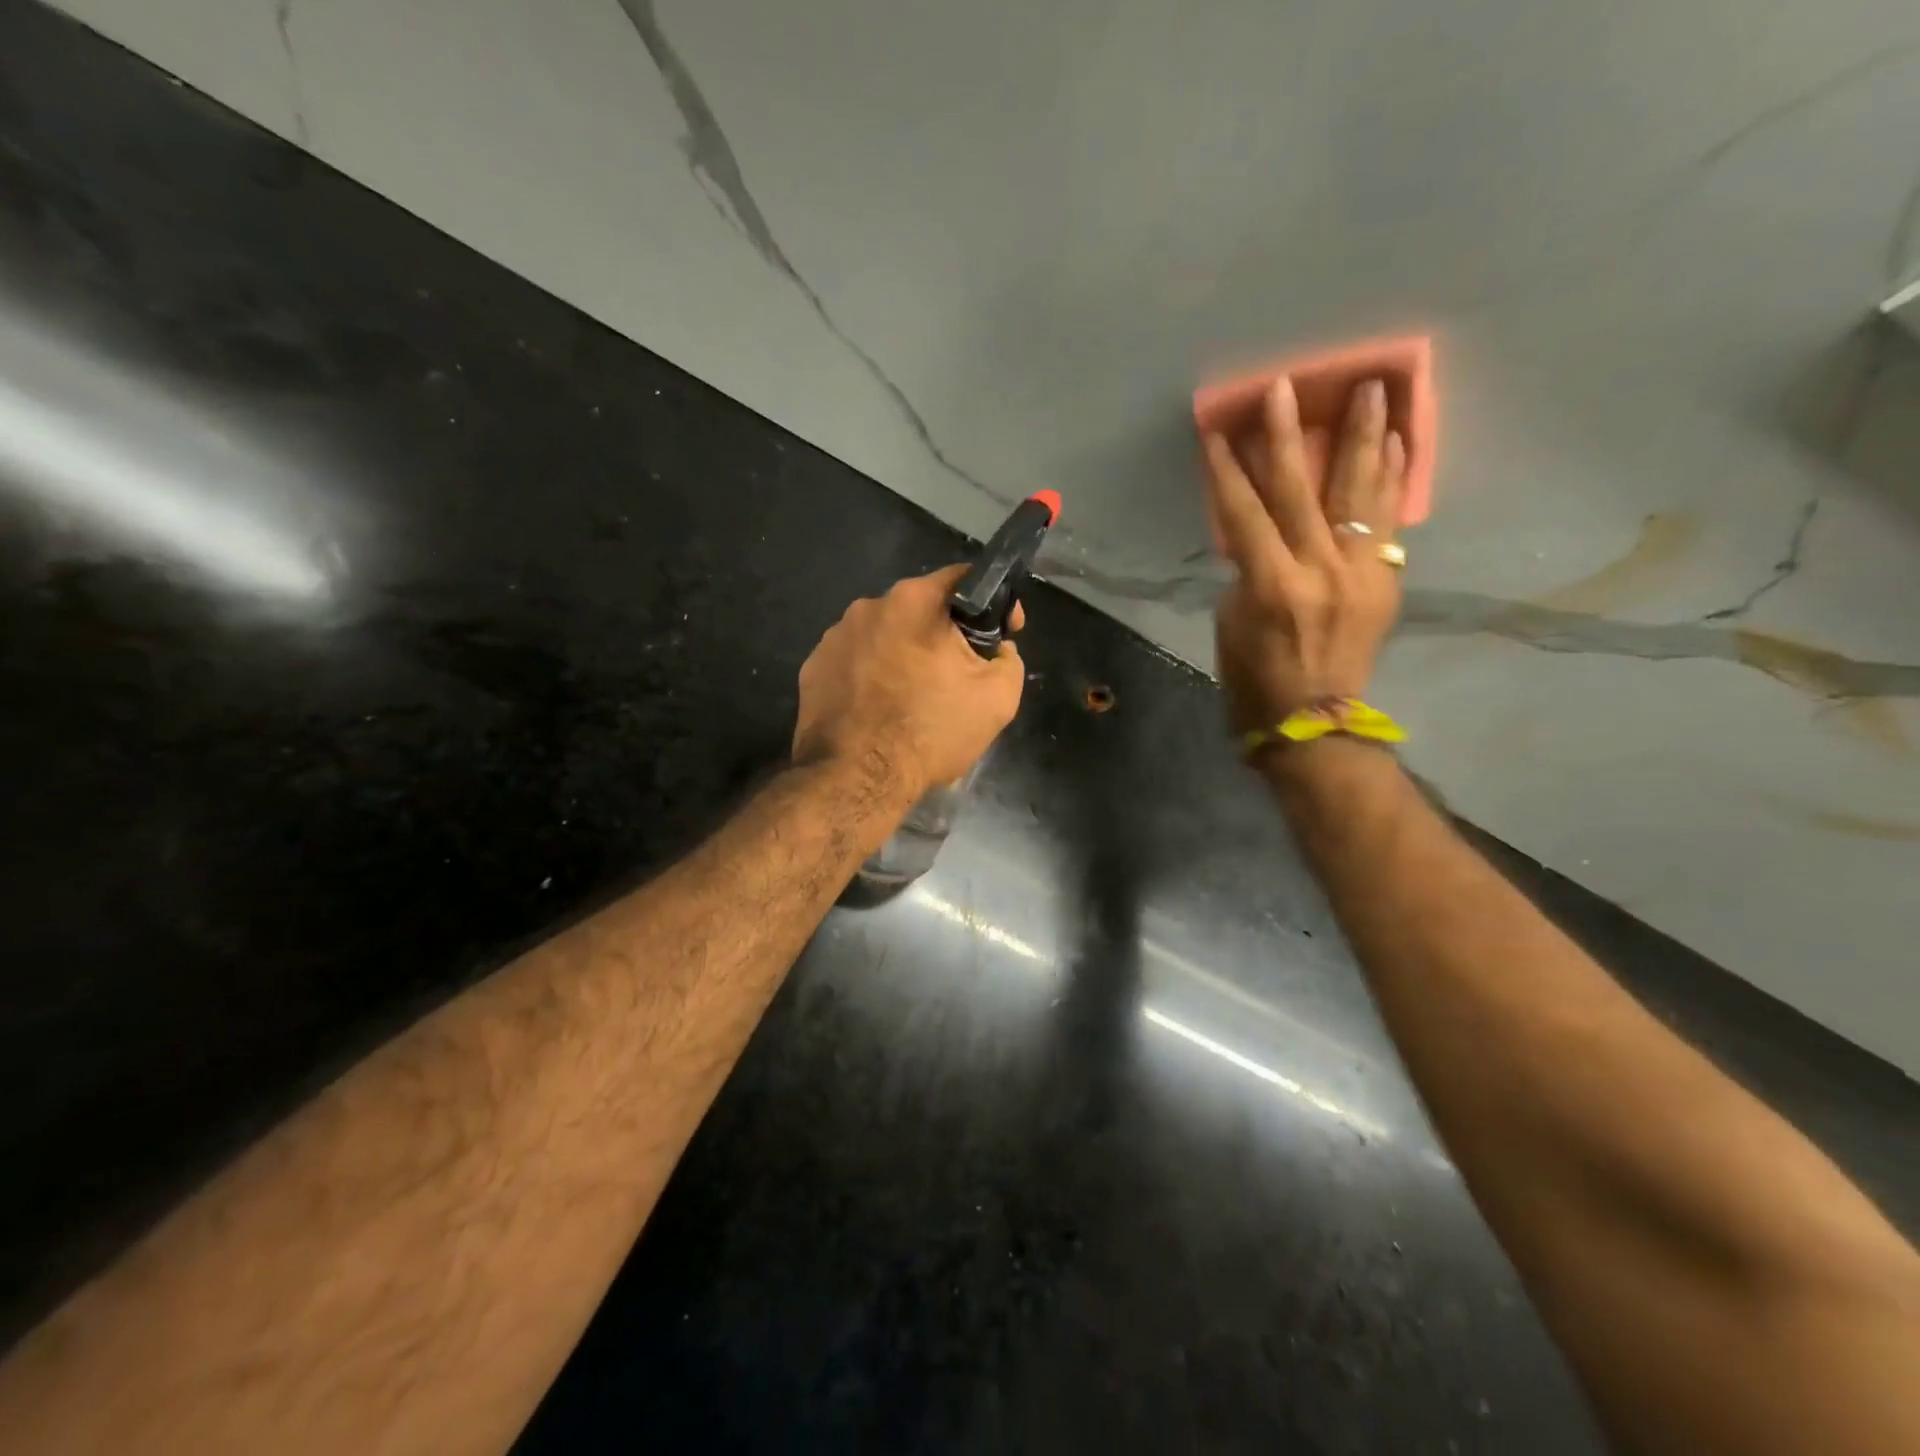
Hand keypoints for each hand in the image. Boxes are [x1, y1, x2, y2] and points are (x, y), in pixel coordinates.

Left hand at [793, 565, 1025, 797]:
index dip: (991, 603)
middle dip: (943, 636)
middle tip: (957, 675)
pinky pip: (854, 662)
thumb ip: (1008, 660)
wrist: (856, 779)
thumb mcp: (998, 698)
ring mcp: (833, 637)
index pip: (963, 580)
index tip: (1003, 633)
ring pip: (884, 636)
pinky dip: (871, 677)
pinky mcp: (812, 668)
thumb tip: (997, 651)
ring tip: (913, 698)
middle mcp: (868, 606)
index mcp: (914, 601)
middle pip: (920, 610)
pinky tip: (879, 710)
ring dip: (904, 656)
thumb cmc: (930, 732)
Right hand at [1200, 377, 1405, 736]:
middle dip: (1289, 435)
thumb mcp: (1232, 625)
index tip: (1218, 429)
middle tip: (1286, 386)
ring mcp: (1361, 574)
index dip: (1227, 469)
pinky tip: (1397, 443)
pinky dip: (1392, 480)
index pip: (1243, 513)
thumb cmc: (1254, 683)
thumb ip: (1247, 572)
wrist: (1313, 726)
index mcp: (1272, 586)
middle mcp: (1320, 571)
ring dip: (1364, 437)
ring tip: (1374, 388)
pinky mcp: (1385, 583)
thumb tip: (1263, 537)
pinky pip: (1389, 522)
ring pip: (1360, 494)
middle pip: (1301, 490)